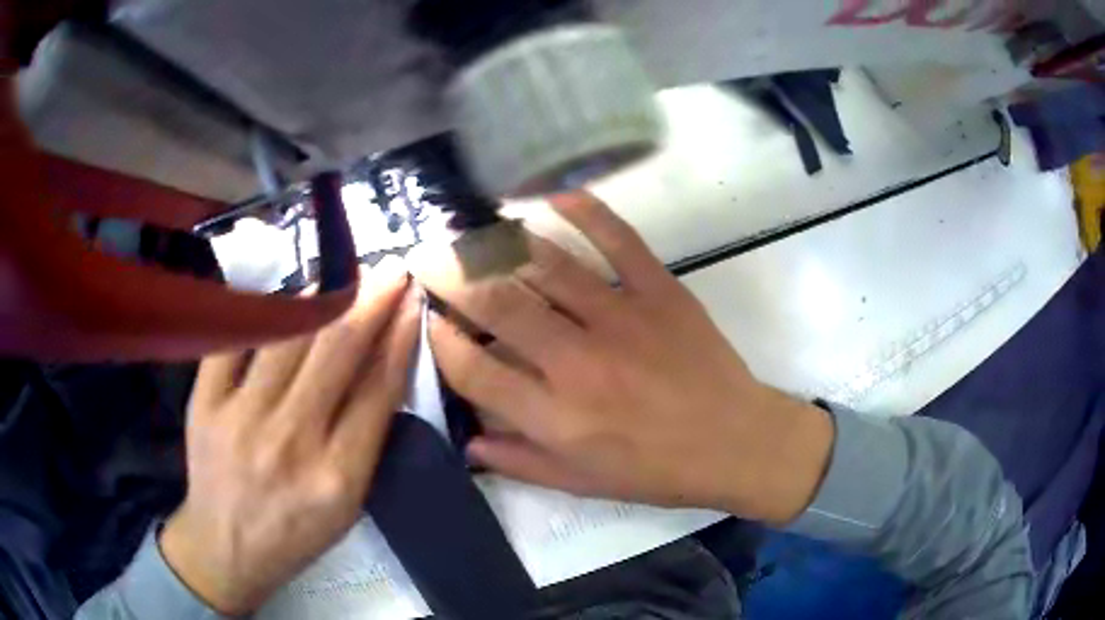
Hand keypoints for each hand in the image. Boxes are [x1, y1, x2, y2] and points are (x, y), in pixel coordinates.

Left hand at [159, 263, 419, 614]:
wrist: (225, 546)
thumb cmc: (296, 533)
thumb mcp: (348, 504)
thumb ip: (366, 439)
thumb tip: (382, 364)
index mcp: (338, 477)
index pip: (378, 390)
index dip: (400, 338)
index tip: (413, 302)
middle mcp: (291, 441)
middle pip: (337, 353)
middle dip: (372, 301)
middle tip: (391, 268)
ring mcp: (241, 417)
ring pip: (289, 336)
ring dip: (325, 297)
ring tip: (347, 273)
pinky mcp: (204, 403)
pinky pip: (237, 340)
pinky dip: (266, 311)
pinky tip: (290, 296)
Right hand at [411, 192, 833, 523]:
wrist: (736, 443)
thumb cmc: (657, 471)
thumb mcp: (582, 485)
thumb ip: (519, 463)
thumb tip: (468, 439)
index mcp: (557, 417)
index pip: (474, 371)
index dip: (441, 341)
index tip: (430, 321)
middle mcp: (578, 362)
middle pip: (497, 304)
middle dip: (450, 273)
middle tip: (426, 253)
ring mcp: (622, 317)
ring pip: (545, 264)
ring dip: (499, 241)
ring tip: (471, 228)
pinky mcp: (660, 290)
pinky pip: (618, 238)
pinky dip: (584, 209)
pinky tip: (550, 195)